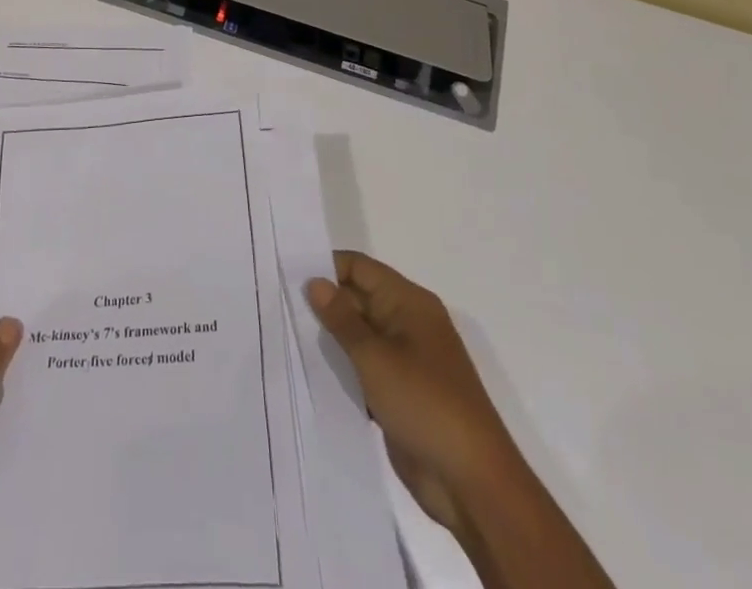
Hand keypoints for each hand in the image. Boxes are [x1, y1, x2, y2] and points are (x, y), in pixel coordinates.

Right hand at [306, 252, 613, 588]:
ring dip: (331, 339)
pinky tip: (312, 374)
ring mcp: (407, 360)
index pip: (360, 268)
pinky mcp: (402, 393)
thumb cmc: (425, 404)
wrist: (473, 484)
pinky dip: (343, 369)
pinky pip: (366, 368)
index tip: (286, 274)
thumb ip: (342, 319)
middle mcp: (408, 323)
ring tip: (286, 335)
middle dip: (323, 303)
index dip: (325, 267)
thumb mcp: (376, 357)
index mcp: (409, 302)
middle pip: (359, 299)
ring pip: (360, 336)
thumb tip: (315, 281)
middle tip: (277, 305)